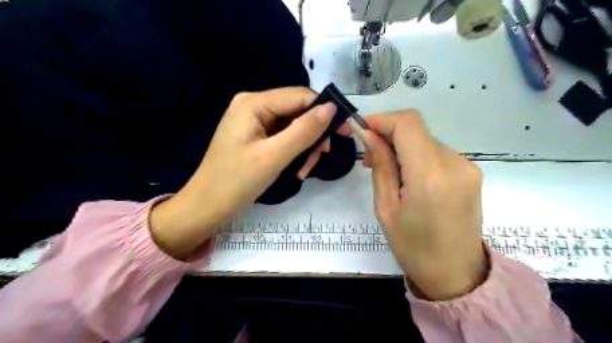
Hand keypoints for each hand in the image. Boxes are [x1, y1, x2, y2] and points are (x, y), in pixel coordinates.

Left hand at [151, 87, 336, 257]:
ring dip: (305, 147)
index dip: (325, 111)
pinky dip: (294, 152)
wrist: (207, 206)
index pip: (299, 96)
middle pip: (297, 111)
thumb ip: (304, 130)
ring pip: (293, 126)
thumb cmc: (236, 182)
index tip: (344, 132)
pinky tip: (296, 169)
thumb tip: (332, 108)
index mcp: (253, 103)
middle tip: (321, 157)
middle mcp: (254, 105)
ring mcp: (254, 121)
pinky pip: (284, 137)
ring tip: (304, 171)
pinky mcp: (256, 136)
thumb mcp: (274, 156)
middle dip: (312, 135)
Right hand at [355, 110, 487, 298]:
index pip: (408, 124)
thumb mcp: (386, 208)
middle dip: (388, 136)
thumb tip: (368, 134)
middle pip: (416, 130)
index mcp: (430, 176)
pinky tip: (409, 178)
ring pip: (425, 141)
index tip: (363, 129)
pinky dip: (417, 157)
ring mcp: (467, 167)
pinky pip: (437, 153)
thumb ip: (381, 165)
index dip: (383, 119)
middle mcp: (455, 164)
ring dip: (402, 148)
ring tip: (389, 173)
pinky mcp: (471, 172)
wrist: (456, 275)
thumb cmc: (413, 247)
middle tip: (369, 159)